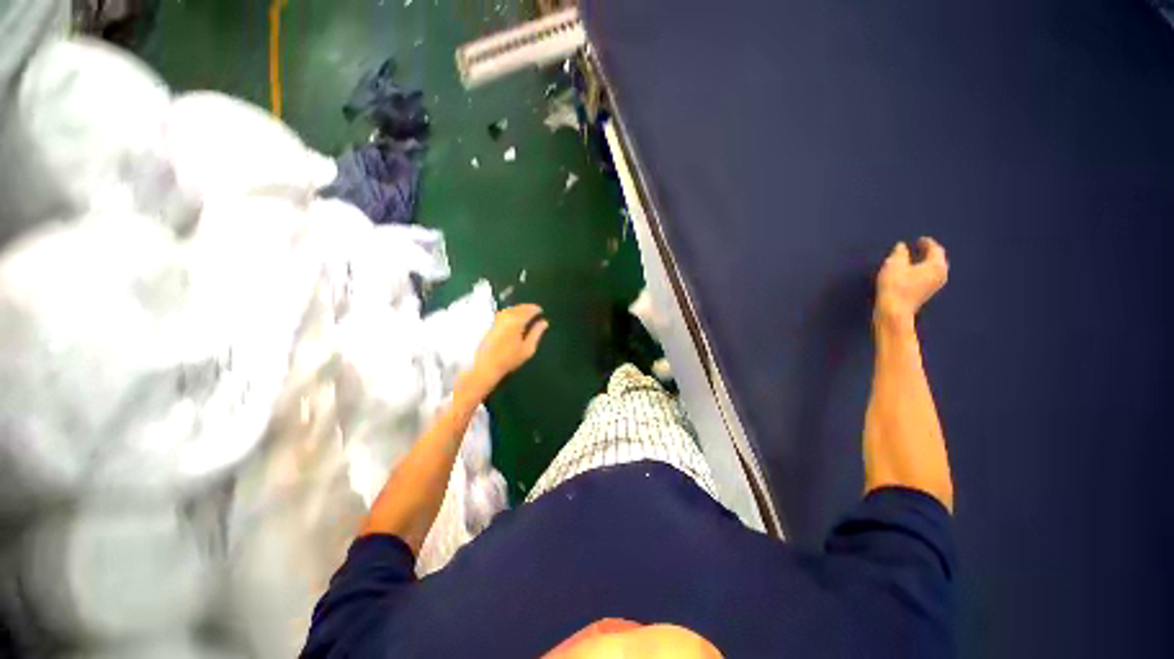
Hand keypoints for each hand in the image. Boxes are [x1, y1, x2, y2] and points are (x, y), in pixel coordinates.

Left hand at [469, 304, 548, 387]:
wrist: (485, 366)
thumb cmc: (509, 358)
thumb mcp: (528, 348)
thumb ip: (537, 333)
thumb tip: (544, 322)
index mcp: (516, 321)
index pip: (528, 310)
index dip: (536, 309)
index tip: (541, 311)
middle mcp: (505, 316)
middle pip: (519, 307)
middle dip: (527, 308)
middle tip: (534, 311)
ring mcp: (496, 318)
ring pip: (510, 309)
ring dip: (519, 310)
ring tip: (525, 315)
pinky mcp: (489, 322)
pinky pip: (503, 313)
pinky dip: (510, 313)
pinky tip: (513, 319)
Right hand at [875, 237, 947, 329]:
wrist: (894, 310)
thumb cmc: (895, 285)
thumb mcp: (894, 265)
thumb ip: (899, 253)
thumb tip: (902, 246)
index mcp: (936, 265)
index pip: (935, 249)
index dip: (927, 243)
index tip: (919, 240)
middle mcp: (941, 274)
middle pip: (938, 259)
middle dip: (929, 252)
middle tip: (919, 247)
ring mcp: (935, 285)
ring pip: (934, 269)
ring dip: (926, 262)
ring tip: (914, 259)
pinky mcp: (927, 293)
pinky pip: (929, 277)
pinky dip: (923, 271)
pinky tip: (912, 272)